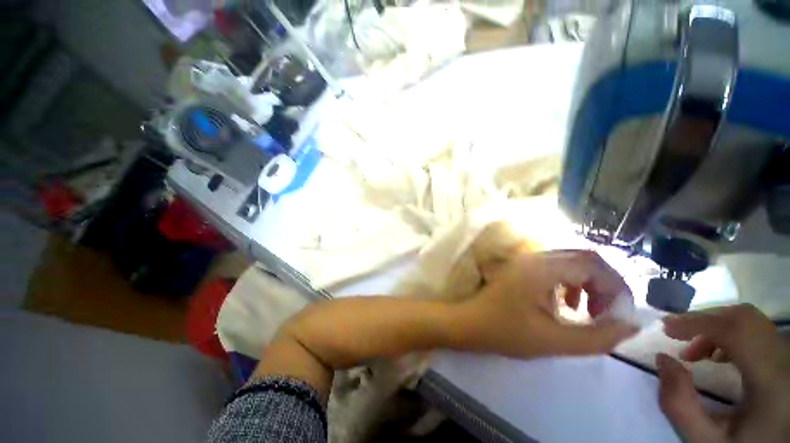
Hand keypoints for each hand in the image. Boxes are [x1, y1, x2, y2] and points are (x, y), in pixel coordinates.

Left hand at [452, 250, 638, 358]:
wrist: (468, 322)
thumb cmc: (504, 331)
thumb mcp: (553, 340)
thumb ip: (597, 336)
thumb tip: (631, 324)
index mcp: (542, 268)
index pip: (594, 264)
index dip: (615, 288)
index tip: (618, 316)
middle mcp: (534, 257)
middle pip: (584, 258)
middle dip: (604, 285)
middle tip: (606, 314)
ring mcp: (525, 260)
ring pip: (570, 262)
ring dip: (587, 283)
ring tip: (587, 311)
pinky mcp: (521, 268)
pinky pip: (554, 268)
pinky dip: (569, 283)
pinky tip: (566, 304)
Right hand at [658, 304, 789, 442]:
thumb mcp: (707, 440)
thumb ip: (680, 403)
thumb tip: (663, 359)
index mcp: (771, 378)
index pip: (736, 330)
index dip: (698, 321)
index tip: (665, 327)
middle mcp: (785, 358)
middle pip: (744, 318)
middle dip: (706, 321)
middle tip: (679, 337)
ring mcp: (787, 355)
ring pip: (750, 321)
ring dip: (716, 327)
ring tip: (696, 352)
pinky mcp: (784, 356)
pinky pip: (756, 331)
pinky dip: (730, 335)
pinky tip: (718, 356)